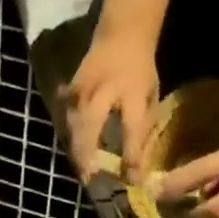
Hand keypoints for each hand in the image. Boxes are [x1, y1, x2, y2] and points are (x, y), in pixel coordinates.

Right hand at [64, 31, 158, 182]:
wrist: (119, 37)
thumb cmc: (140, 71)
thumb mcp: (151, 96)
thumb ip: (143, 128)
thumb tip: (138, 164)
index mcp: (132, 92)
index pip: (131, 129)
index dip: (131, 156)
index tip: (132, 180)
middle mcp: (103, 91)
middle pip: (90, 129)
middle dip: (89, 157)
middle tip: (91, 181)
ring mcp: (82, 90)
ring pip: (74, 127)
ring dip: (77, 151)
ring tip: (82, 173)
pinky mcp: (69, 92)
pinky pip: (67, 120)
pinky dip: (70, 137)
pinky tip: (75, 153)